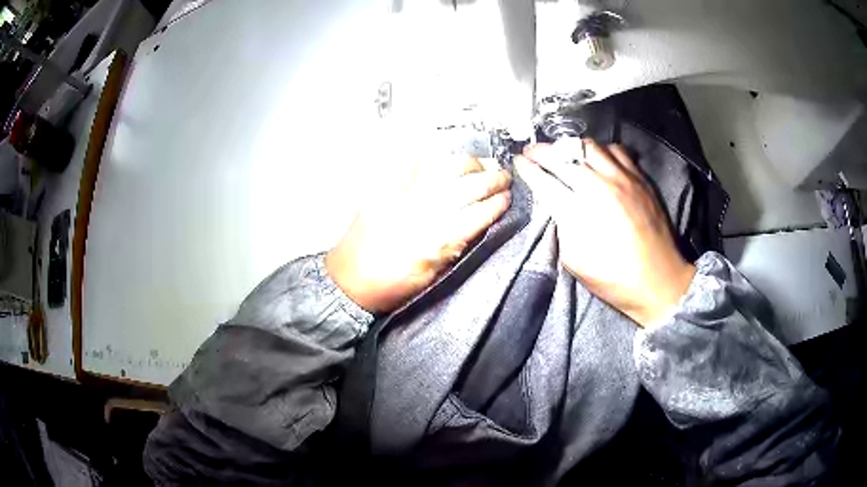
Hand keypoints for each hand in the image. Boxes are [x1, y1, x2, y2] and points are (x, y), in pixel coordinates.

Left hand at [326, 157, 511, 313]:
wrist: (348, 282)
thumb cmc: (393, 287)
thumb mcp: (433, 276)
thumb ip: (457, 245)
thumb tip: (478, 222)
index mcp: (439, 240)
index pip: (479, 212)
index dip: (498, 203)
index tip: (509, 198)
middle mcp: (425, 212)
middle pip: (468, 185)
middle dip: (493, 179)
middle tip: (505, 176)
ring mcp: (405, 196)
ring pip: (446, 169)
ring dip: (470, 164)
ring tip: (481, 165)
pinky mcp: (387, 189)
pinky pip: (415, 165)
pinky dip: (434, 158)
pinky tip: (446, 158)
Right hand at [515, 138, 694, 326]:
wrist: (659, 281)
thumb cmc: (614, 279)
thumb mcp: (575, 261)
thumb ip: (561, 227)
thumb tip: (554, 204)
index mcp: (579, 212)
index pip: (545, 180)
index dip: (527, 169)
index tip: (518, 161)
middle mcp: (599, 187)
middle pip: (563, 157)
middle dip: (541, 151)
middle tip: (531, 151)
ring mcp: (623, 179)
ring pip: (589, 146)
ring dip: (569, 146)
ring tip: (562, 151)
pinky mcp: (640, 179)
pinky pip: (617, 150)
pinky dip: (601, 150)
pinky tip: (598, 159)